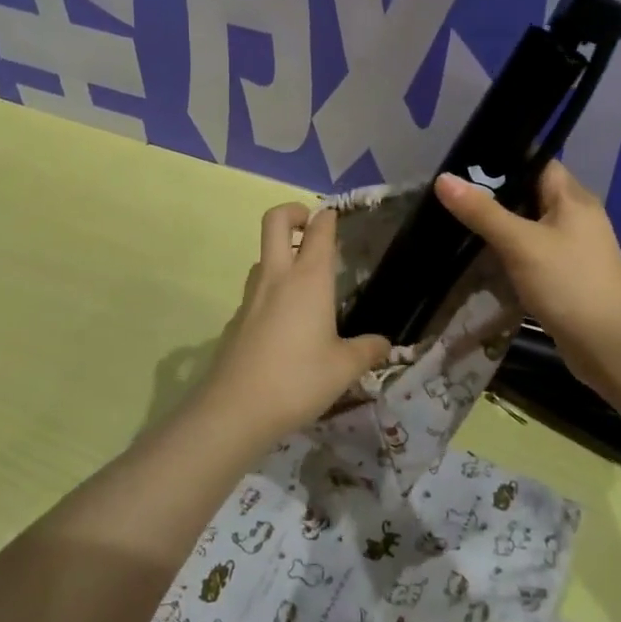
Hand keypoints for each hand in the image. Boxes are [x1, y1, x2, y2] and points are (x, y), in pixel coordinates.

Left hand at [194, 202, 391, 441]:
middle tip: (311, 226)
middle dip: (293, 212)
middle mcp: (278, 277)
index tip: (336, 217)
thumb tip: (385, 343)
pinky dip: (270, 290)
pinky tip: (284, 324)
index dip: (328, 217)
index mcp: (309, 279)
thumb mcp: (345, 368)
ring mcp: (251, 296)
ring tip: (303, 280)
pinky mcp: (236, 319)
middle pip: (275, 221)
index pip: (319, 230)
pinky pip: (255, 291)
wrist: (235, 409)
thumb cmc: (298, 380)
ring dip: (280, 254)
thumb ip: (367, 350)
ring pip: (262, 256)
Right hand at [434, 161, 620, 392]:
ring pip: (531, 226)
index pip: (537, 162)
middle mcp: (577, 216)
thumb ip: (482, 211)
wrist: (611, 347)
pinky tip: (485, 259)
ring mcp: (575, 248)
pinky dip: (512, 253)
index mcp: (573, 198)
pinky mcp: (568, 275)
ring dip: (502, 227)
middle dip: (495, 196)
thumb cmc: (568, 284)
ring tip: (459, 224)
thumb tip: (444, 178)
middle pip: (531, 194)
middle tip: (453, 197)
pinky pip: (535, 253)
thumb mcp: (520, 244)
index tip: (464, 165)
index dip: (503, 161)